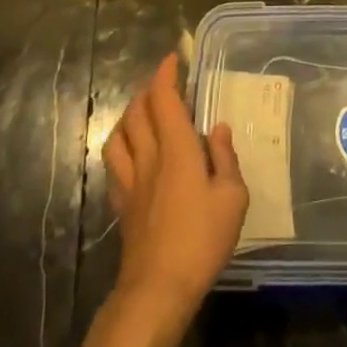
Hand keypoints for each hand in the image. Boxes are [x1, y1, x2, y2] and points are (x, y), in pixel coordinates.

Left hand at [102, 53, 247, 323]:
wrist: (158, 287)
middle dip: (148, 90)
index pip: (163, 99)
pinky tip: (133, 152)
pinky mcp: (122, 203)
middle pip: (137, 111)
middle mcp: (149, 157)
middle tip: (164, 84)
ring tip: (144, 113)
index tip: (173, 59)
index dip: (165, 74)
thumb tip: (217, 128)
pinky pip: (114, 162)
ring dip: (130, 115)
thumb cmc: (202, 240)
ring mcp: (130, 181)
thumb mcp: (232, 197)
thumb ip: (225, 157)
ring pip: (119, 134)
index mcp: (178, 149)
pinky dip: (122, 144)